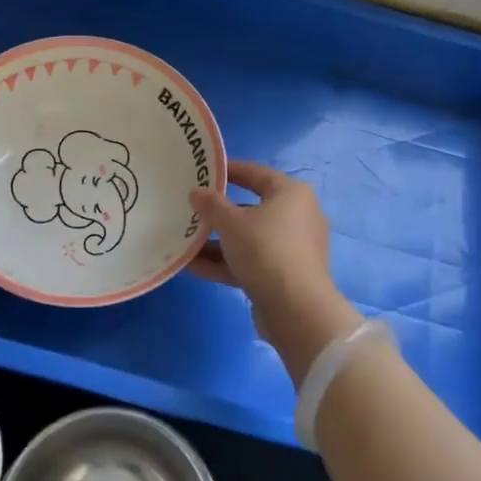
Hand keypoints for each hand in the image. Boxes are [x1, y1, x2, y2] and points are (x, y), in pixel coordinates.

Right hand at [188, 161, 361, 381]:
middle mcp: (297, 217)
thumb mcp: (231, 223)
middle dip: (218, 213)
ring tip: (183, 241)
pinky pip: (250, 262)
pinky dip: (225, 263)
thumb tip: (196, 192)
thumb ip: (211, 205)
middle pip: (250, 209)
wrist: (296, 311)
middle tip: (190, 209)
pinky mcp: (284, 276)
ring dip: (217, 242)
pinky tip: (192, 266)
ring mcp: (292, 249)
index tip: (203, 171)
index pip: (256, 173)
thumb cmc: (266, 251)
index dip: (229, 170)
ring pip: (248, 239)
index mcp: (291, 194)